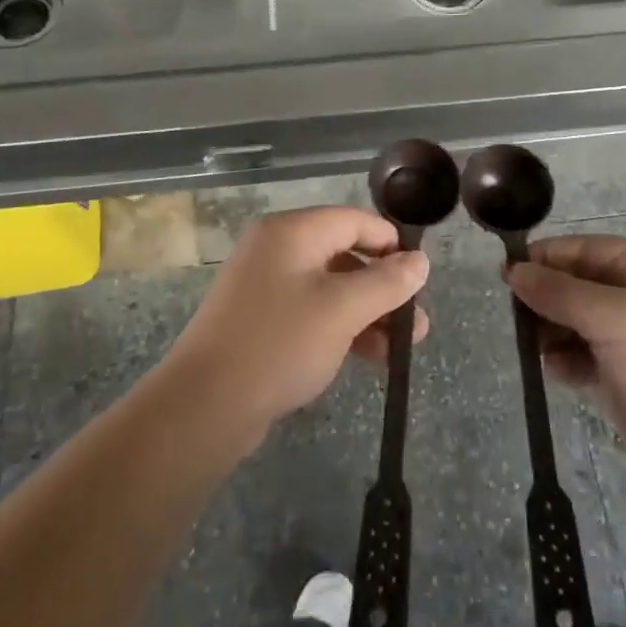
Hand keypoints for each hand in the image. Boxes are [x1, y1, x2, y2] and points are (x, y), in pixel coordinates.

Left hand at [160, 207, 428, 448]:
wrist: (205, 405)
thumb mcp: (342, 310)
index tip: (420, 277)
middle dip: (384, 288)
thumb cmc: (279, 344)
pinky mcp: (261, 321)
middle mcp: (276, 250)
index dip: (390, 244)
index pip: (353, 221)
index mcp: (291, 232)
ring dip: (368, 313)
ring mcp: (265, 286)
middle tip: (416, 323)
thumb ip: (386, 282)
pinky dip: (341, 328)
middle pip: (344, 255)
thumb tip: (420, 260)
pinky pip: (311, 313)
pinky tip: (368, 357)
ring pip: (330, 289)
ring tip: (400, 348)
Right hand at [508, 236, 625, 470]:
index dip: (547, 257)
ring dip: (551, 331)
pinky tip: (553, 372)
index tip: (506, 273)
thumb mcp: (615, 318)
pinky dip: (565, 362)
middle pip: (579, 285)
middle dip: (546, 298)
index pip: (588, 250)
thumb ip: (559, 292)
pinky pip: (583, 358)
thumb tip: (514, 271)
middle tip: (516, 317)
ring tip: (531, 347)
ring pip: (577, 323)